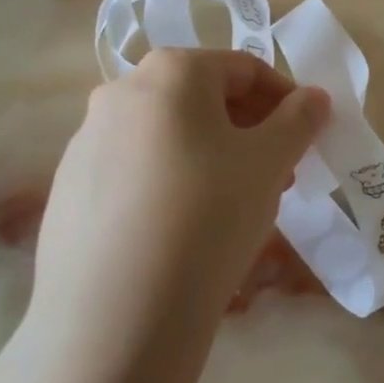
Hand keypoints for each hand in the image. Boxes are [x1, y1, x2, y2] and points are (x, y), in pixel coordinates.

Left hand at [29, 50, 329, 365]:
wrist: (116, 313)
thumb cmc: (209, 215)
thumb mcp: (270, 162)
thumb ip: (300, 119)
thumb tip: (314, 97)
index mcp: (171, 72)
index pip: (245, 68)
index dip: (286, 99)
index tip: (308, 136)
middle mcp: (119, 93)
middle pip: (204, 99)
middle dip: (251, 130)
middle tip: (280, 173)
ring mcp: (86, 142)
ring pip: (170, 136)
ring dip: (215, 156)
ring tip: (239, 205)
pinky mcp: (69, 190)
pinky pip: (137, 171)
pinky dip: (174, 183)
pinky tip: (188, 229)